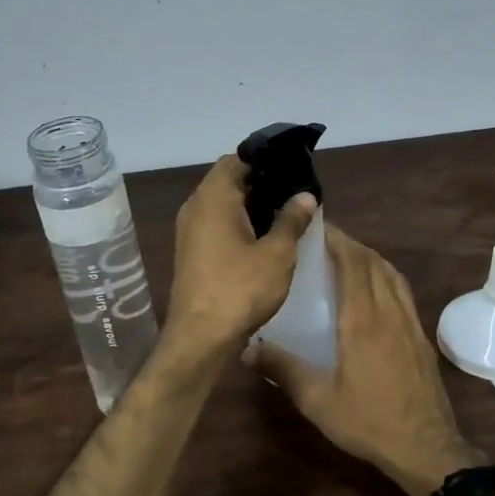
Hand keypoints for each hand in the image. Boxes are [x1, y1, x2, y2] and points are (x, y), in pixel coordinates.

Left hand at [165, 155, 317, 358]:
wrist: (200, 337)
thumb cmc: (240, 289)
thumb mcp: (277, 254)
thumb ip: (292, 220)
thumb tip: (305, 195)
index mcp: (213, 197)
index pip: (237, 159)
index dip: (265, 158)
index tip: (293, 163)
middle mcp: (196, 207)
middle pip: (228, 179)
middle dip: (261, 181)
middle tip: (295, 188)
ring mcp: (189, 231)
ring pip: (222, 203)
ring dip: (250, 203)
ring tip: (285, 210)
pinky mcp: (191, 251)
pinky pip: (216, 223)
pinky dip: (238, 222)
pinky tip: (264, 236)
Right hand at [250, 225, 485, 495]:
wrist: (425, 448)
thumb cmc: (368, 421)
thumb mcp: (317, 400)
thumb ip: (282, 370)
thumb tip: (246, 349)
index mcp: (362, 320)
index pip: (352, 265)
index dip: (337, 241)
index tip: (318, 229)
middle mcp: (389, 312)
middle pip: (373, 264)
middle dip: (351, 245)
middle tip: (326, 239)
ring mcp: (410, 324)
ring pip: (392, 275)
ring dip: (370, 258)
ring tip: (349, 255)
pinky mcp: (420, 338)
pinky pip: (403, 292)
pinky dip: (386, 277)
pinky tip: (376, 288)